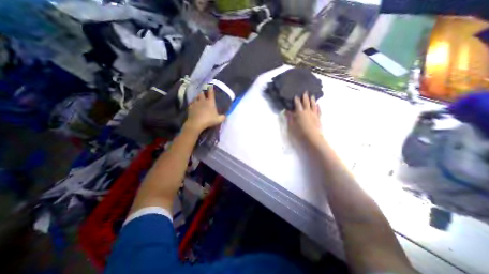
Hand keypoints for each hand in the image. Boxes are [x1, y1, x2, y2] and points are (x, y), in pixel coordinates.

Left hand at [185, 85, 225, 131]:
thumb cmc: (209, 120)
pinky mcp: (190, 107)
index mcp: (210, 102)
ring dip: (197, 98)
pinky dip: (192, 104)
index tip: (210, 86)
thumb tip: (225, 116)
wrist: (196, 123)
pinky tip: (193, 106)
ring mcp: (195, 103)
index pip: (211, 93)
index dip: (211, 89)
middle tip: (203, 95)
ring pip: (195, 97)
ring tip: (198, 100)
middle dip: (202, 93)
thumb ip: (223, 117)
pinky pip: (191, 103)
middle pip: (201, 94)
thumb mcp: (218, 120)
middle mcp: (203, 101)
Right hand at [285, 91, 323, 145]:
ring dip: (312, 100)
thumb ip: (289, 117)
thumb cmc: (299, 132)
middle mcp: (307, 111)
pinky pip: (319, 111)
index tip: (296, 96)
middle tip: (305, 92)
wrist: (312, 138)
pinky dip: (318, 107)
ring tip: (312, 96)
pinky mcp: (318, 118)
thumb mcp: (291, 125)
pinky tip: (318, 105)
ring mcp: (314, 114)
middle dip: (305, 97)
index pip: (297, 104)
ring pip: (313, 105)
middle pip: (306, 103)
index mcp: (300, 113)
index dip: (296, 100)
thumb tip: (287, 111)